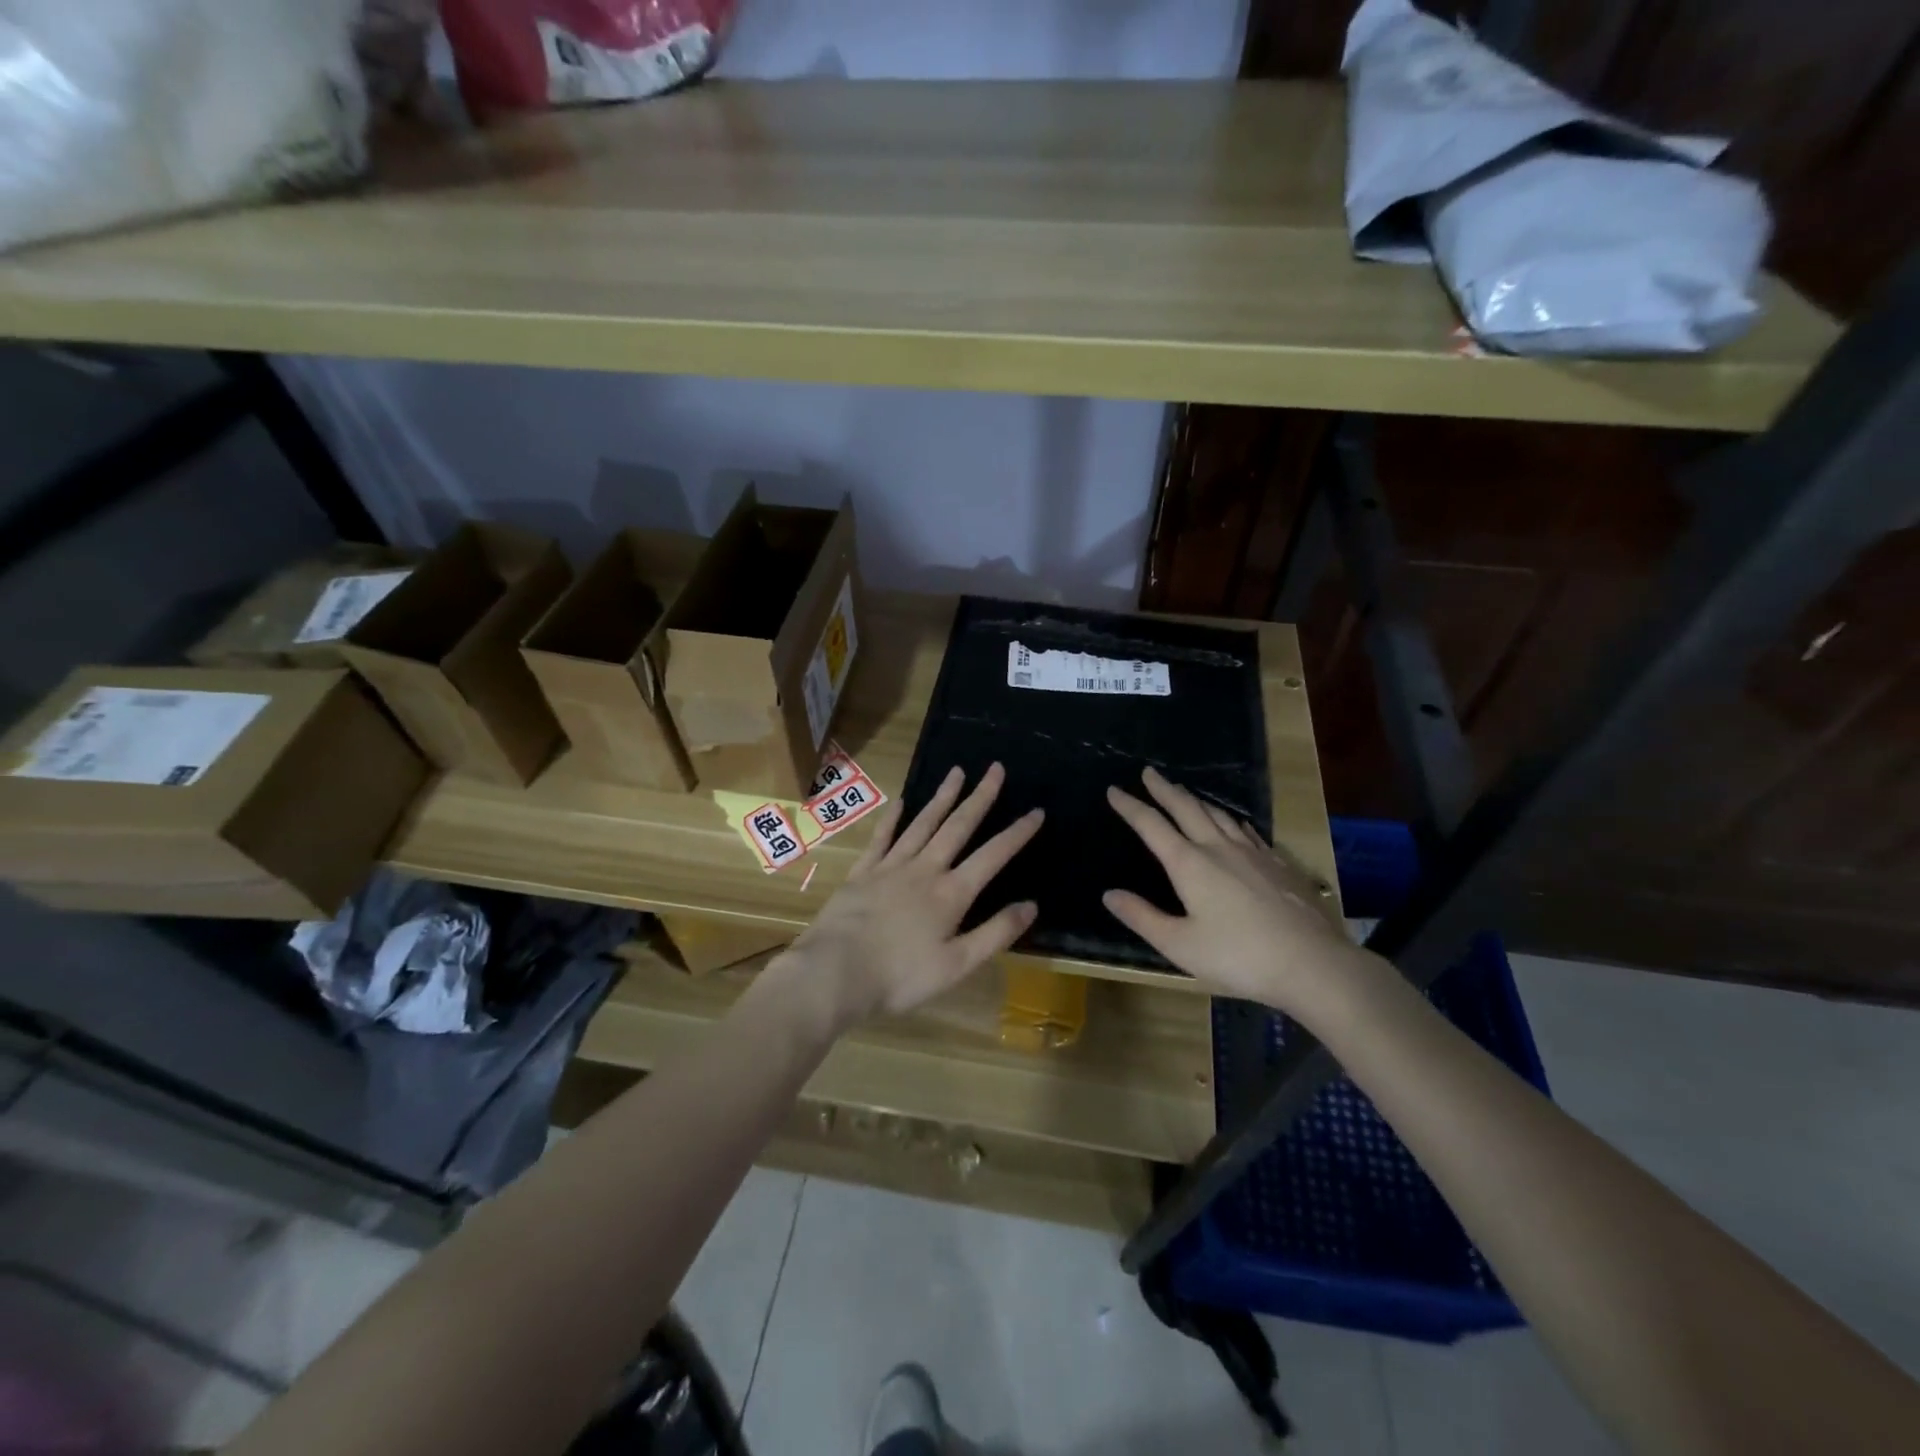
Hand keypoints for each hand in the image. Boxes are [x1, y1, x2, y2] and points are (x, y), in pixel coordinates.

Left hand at [774, 762, 1042, 1026]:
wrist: (835, 972)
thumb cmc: (900, 976)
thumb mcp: (957, 965)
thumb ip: (995, 933)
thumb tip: (1031, 905)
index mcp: (951, 893)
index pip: (992, 856)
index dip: (1016, 833)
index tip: (1036, 811)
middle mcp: (924, 870)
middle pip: (957, 827)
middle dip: (980, 797)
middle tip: (995, 769)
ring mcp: (890, 867)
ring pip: (922, 824)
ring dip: (942, 797)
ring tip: (956, 772)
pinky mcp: (862, 873)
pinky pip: (882, 838)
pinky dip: (893, 819)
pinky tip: (901, 802)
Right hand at [1103, 767, 1371, 1020]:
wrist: (1311, 963)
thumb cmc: (1238, 956)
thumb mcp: (1179, 945)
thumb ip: (1142, 917)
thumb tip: (1109, 894)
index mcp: (1189, 864)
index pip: (1151, 826)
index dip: (1130, 806)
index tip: (1114, 790)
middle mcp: (1218, 848)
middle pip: (1186, 808)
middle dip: (1164, 789)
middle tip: (1149, 773)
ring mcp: (1252, 853)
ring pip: (1218, 814)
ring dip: (1195, 800)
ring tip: (1184, 791)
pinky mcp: (1277, 863)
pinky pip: (1246, 830)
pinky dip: (1230, 819)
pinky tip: (1233, 822)